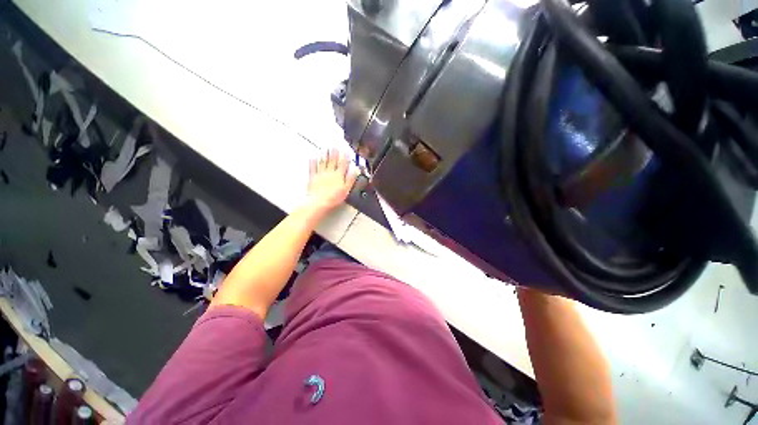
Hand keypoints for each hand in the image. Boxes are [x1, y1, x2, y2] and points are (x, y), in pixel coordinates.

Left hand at [304, 149, 358, 215]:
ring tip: (325, 149)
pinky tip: (313, 157)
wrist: (319, 202)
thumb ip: (351, 178)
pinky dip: (313, 162)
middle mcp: (329, 173)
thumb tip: (355, 170)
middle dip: (334, 153)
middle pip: (332, 161)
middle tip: (334, 146)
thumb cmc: (333, 198)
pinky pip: (312, 168)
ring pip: (323, 162)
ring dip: (324, 155)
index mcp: (339, 176)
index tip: (345, 150)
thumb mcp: (346, 190)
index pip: (343, 164)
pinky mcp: (312, 178)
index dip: (345, 157)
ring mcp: (320, 174)